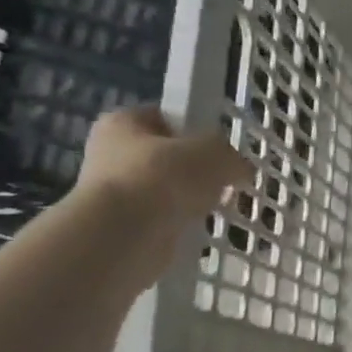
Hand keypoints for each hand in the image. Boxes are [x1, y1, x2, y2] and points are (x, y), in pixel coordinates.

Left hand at [72, 107, 252, 287]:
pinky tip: (201, 227)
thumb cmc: (164, 177)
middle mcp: (112, 153)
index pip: (167, 118)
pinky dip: (184, 223)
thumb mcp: (215, 153)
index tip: (221, 149)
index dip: (197, 130)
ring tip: (217, 207)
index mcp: (123, 122)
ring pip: (169, 190)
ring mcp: (116, 191)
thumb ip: (231, 156)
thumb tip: (240, 169)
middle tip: (226, 181)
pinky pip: (166, 218)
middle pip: (169, 157)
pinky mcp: (125, 225)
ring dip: (193, 199)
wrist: (125, 234)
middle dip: (199, 171)